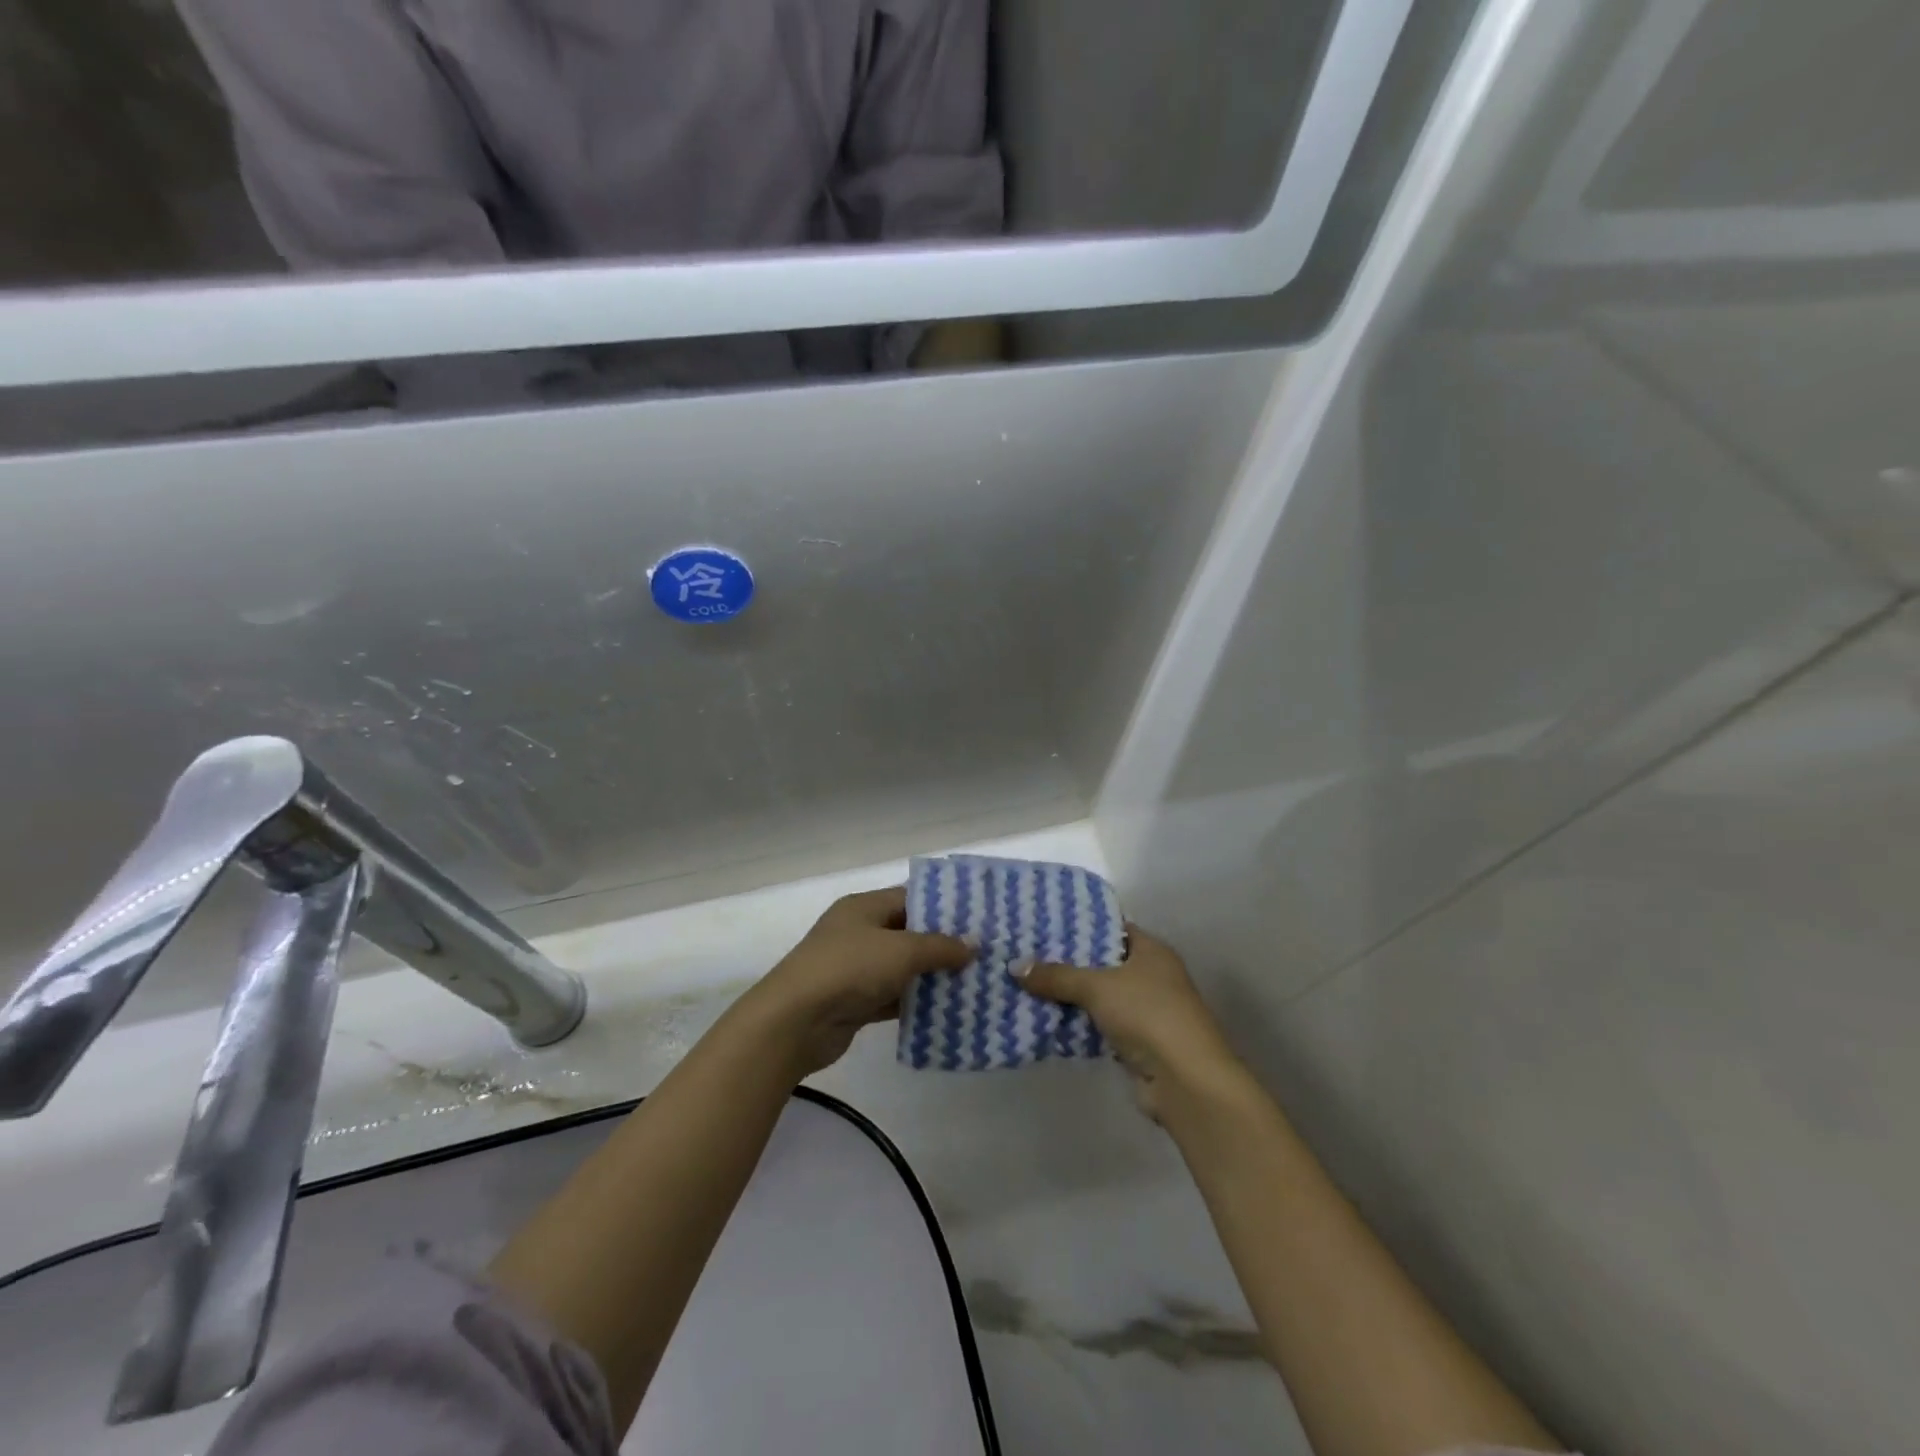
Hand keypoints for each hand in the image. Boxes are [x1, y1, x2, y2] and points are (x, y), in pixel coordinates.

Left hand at [742, 887, 970, 1080]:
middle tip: (984, 953)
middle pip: (908, 933)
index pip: (910, 898)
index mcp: (864, 907)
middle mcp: (859, 932)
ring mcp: (855, 969)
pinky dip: (916, 1002)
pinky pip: (893, 997)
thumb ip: (940, 946)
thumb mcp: (901, 950)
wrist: (794, 1022)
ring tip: (975, 981)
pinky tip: (948, 1010)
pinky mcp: (855, 1002)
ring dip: (932, 976)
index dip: (944, 907)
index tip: (979, 918)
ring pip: (903, 968)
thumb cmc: (849, 969)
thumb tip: (974, 944)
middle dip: (944, 944)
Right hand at [1019, 928, 1244, 1121]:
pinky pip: (1100, 1025)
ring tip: (1028, 985)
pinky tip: (1046, 1020)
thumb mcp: (1098, 987)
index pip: (1113, 928)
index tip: (1046, 925)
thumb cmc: (1148, 1014)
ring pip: (1100, 997)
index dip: (1082, 925)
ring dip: (1071, 996)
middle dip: (1068, 963)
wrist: (1186, 1081)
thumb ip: (1058, 976)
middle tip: (1029, 955)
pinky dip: (1079, 1024)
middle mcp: (1152, 976)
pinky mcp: (1138, 1043)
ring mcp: (1146, 1011)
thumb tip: (1015, 966)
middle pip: (1103, 963)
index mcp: (1152, 951)